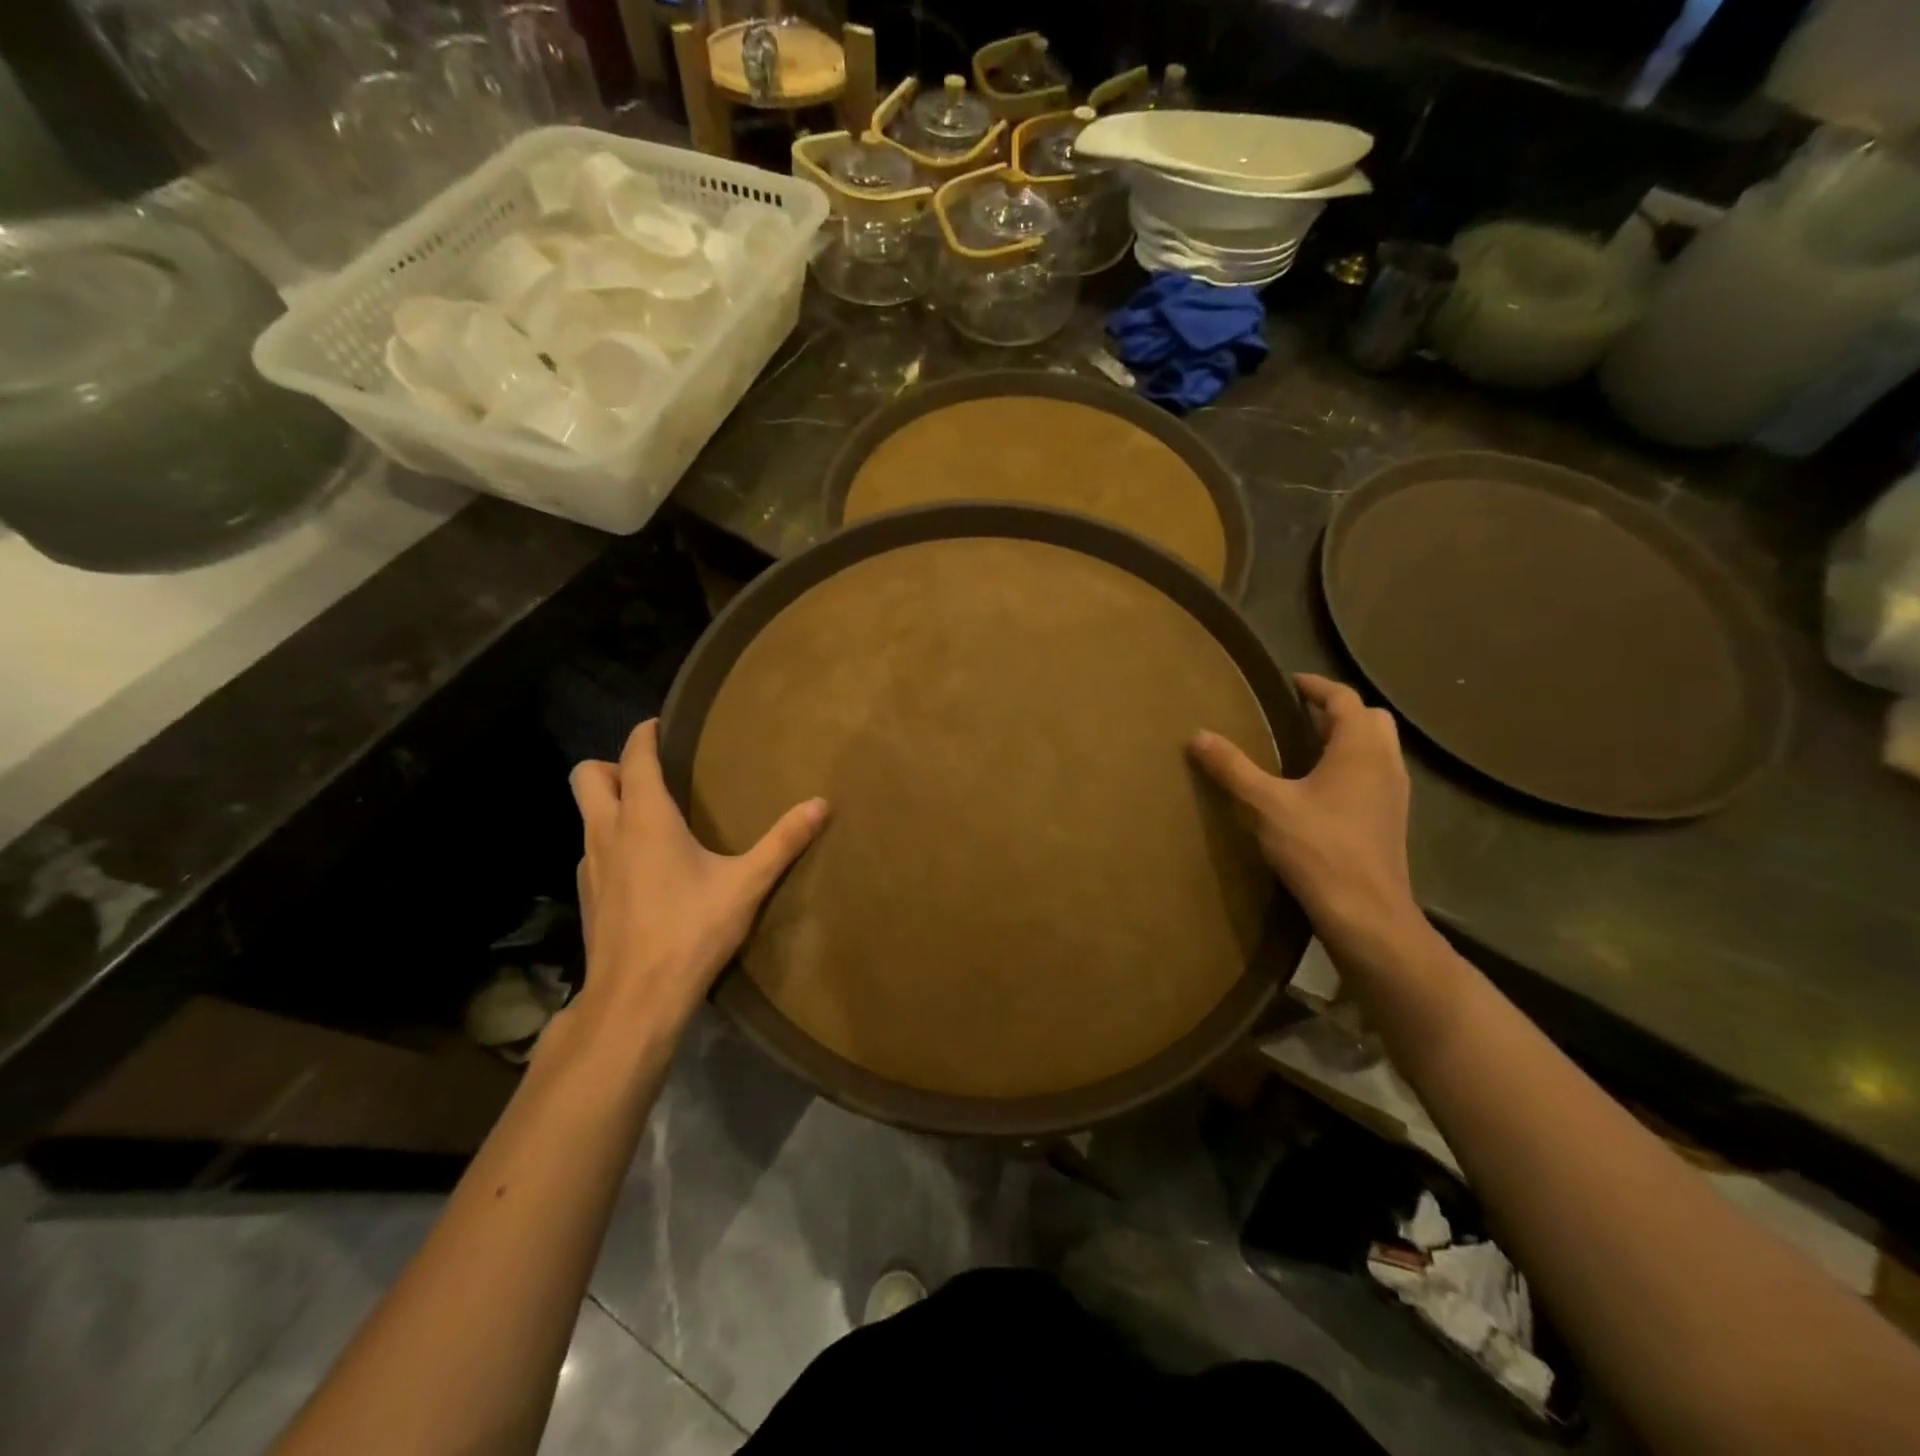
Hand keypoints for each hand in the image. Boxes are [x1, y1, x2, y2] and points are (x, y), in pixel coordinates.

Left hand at [570, 720, 827, 1030]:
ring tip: (653, 817)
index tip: (662, 725)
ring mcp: (590, 865)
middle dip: (614, 765)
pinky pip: (592, 849)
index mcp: (645, 818)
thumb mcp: (746, 884)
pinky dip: (610, 841)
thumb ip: (783, 841)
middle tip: (654, 776)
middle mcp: (608, 832)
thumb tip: (821, 803)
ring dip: (610, 803)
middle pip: (587, 776)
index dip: (645, 734)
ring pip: (586, 814)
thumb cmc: (690, 931)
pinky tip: (643, 866)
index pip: (634, 756)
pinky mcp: (588, 896)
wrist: (635, 999)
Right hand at [1189, 673, 1420, 963]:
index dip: (1317, 686)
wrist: (1366, 912)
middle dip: (1337, 711)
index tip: (1291, 683)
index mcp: (1359, 749)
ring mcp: (1394, 794)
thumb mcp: (1266, 804)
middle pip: (1370, 719)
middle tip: (1300, 715)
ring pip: (1378, 748)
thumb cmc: (1318, 848)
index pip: (1344, 699)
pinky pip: (1376, 775)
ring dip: (1348, 739)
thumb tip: (1198, 736)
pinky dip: (1353, 767)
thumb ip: (1233, 768)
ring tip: (1308, 748)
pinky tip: (1323, 790)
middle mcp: (1385, 763)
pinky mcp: (1391, 820)